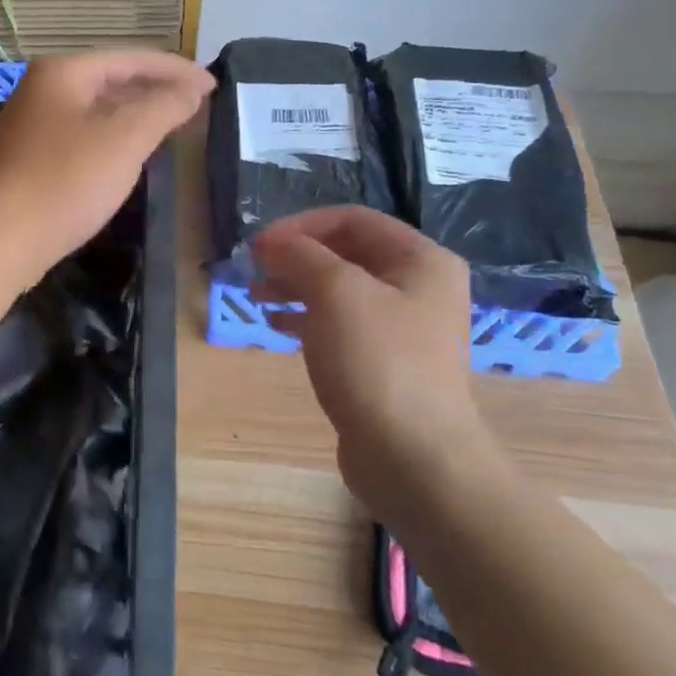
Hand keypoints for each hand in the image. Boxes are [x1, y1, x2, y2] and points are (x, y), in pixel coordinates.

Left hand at [0, 51, 212, 283]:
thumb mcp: (125, 139)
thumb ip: (163, 107)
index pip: (131, 59)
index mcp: (63, 72)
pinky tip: (128, 156)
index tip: (213, 86)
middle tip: (196, 107)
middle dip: (155, 91)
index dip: (176, 71)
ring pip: (95, 111)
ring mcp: (30, 125)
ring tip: (171, 128)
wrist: (0, 239)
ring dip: (134, 116)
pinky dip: (111, 139)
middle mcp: (41, 90)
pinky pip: (81, 137)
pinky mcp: (28, 159)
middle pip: (110, 81)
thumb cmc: (66, 181)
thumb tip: (191, 89)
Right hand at [251, 207, 502, 520]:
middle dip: (296, 257)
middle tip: (254, 270)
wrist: (412, 455)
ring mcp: (404, 327)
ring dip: (295, 286)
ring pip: (339, 290)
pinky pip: (340, 324)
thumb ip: (301, 255)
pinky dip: (306, 318)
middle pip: (346, 253)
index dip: (301, 225)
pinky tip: (277, 326)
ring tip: (257, 296)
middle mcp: (419, 287)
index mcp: (421, 260)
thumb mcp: (336, 293)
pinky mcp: (385, 362)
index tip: (259, 246)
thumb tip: (271, 241)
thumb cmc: (377, 361)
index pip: (352, 219)